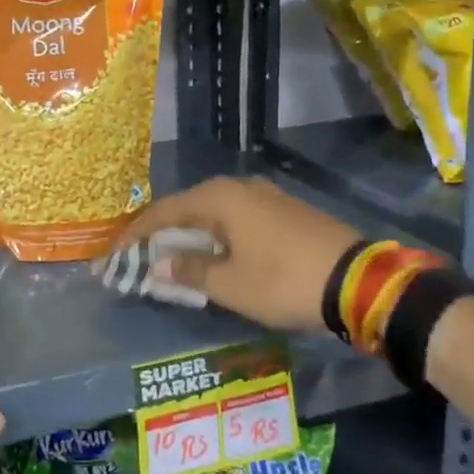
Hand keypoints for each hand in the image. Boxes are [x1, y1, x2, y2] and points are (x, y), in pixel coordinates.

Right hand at [115, 177, 361, 332]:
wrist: (359, 281)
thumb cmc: (283, 281)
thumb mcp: (230, 285)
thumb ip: (189, 271)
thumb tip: (157, 265)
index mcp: (220, 199)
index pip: (164, 212)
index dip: (135, 234)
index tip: (113, 253)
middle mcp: (240, 188)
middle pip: (188, 207)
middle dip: (161, 232)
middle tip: (139, 254)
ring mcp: (266, 196)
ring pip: (214, 212)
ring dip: (190, 234)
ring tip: (171, 256)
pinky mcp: (286, 211)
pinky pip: (236, 218)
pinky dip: (216, 235)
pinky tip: (214, 253)